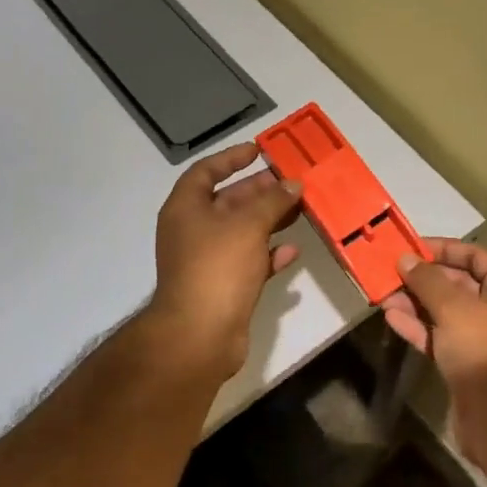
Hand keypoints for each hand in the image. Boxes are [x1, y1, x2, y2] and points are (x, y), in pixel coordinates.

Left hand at [146, 142, 303, 379]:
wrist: (200, 334)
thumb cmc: (218, 267)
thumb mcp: (248, 224)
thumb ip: (273, 201)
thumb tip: (293, 184)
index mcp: (186, 209)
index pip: (205, 171)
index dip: (231, 158)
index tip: (259, 151)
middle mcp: (192, 231)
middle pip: (227, 201)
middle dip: (259, 191)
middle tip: (291, 182)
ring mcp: (207, 261)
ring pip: (242, 232)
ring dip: (269, 221)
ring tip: (299, 210)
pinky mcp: (223, 287)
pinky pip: (249, 262)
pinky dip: (269, 254)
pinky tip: (292, 251)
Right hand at [382, 238, 486, 405]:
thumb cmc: (484, 349)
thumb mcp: (454, 307)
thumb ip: (427, 281)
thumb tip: (406, 259)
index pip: (475, 257)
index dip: (443, 249)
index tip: (411, 248)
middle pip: (458, 284)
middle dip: (423, 279)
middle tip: (390, 272)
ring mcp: (484, 338)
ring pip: (445, 312)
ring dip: (415, 302)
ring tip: (383, 294)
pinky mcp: (467, 363)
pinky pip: (441, 336)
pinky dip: (419, 327)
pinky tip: (392, 318)